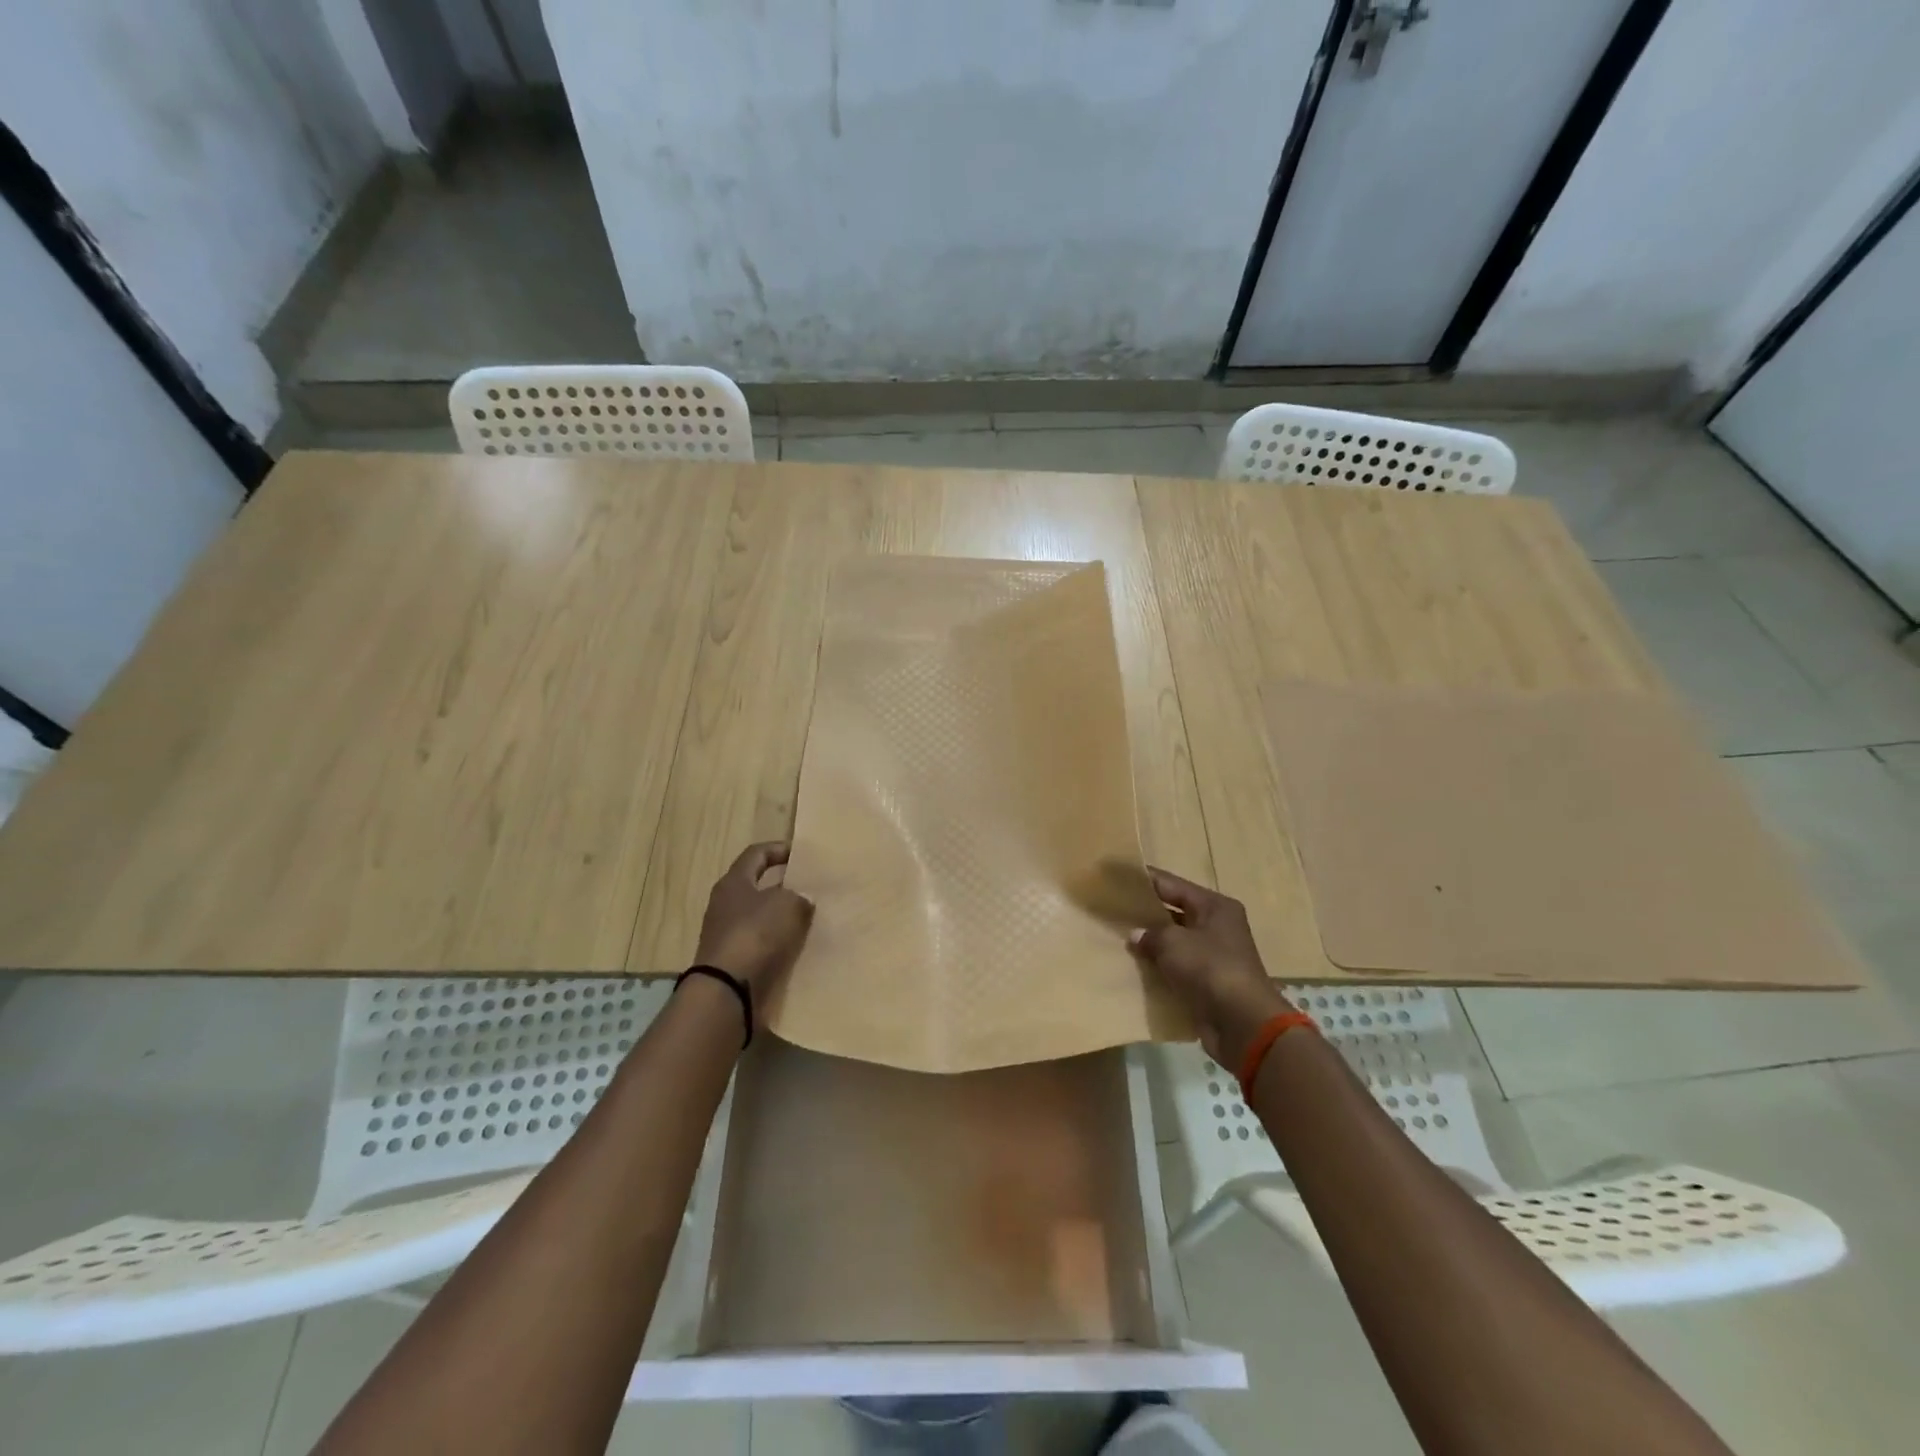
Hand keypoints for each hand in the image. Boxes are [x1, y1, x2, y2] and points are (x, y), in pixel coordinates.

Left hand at [693, 842, 814, 1007]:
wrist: (727, 988)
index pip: (756, 854)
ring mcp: (727, 933)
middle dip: (783, 885)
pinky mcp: (733, 959)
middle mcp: (725, 903)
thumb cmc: (755, 934)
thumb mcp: (787, 905)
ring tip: (809, 917)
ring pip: (760, 915)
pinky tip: (797, 944)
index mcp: (734, 882)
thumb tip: (803, 898)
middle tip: (809, 886)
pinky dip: (778, 940)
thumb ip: (799, 896)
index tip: (801, 854)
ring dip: (782, 915)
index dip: (779, 849)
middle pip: (757, 885)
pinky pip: (761, 941)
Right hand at [1129, 866, 1294, 1065]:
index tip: (1118, 878)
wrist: (1242, 1024)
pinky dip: (1159, 968)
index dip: (1144, 880)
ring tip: (1117, 939)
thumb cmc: (1209, 969)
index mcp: (1215, 907)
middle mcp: (1217, 927)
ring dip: (1151, 944)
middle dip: (1145, 914)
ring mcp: (1214, 956)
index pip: (1173, 884)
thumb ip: (1150, 933)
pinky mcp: (1208, 983)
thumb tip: (1135, 935)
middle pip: (1174, 912)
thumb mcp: (1173, 943)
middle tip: (1112, 910)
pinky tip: (1134, 968)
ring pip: (1174, 943)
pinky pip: (1177, 968)